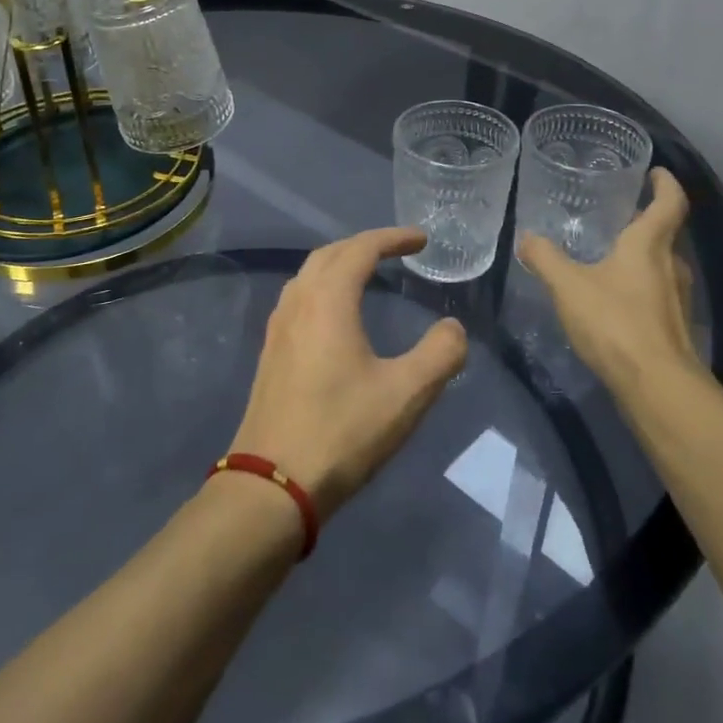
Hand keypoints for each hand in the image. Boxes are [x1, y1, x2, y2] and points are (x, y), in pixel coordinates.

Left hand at [226, 228, 467, 522]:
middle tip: (397, 251)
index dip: (393, 238)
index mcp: (328, 301)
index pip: (361, 249)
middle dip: (364, 245)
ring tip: (367, 275)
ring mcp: (277, 329)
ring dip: (339, 265)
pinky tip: (335, 316)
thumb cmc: (343, 431)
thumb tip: (453, 328)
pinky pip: (297, 300)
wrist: (272, 484)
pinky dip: (322, 289)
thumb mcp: (407, 394)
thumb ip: (440, 354)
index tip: (422, 239)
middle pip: (329, 255)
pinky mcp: (269, 354)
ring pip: (308, 276)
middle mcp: (297, 303)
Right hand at [517, 168, 709, 394]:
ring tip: (609, 254)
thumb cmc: (615, 322)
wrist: (656, 385)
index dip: (666, 184)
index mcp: (649, 245)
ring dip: (641, 256)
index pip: (669, 203)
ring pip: (661, 265)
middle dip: (645, 221)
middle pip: (665, 234)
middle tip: (619, 214)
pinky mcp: (673, 326)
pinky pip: (656, 293)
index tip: (657, 171)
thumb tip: (527, 237)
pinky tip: (612, 297)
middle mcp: (671, 265)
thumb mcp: (568, 286)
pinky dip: (638, 285)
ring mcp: (676, 298)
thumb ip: (545, 258)